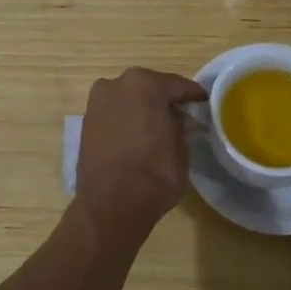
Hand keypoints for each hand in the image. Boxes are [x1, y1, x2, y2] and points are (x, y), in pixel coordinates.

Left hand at [74, 67, 208, 247]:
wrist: (111, 205)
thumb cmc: (154, 173)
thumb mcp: (180, 149)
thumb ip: (181, 127)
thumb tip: (182, 120)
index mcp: (145, 84)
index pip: (176, 85)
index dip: (193, 95)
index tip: (204, 102)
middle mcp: (117, 85)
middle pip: (149, 88)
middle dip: (164, 100)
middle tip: (182, 115)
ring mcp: (98, 103)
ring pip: (129, 100)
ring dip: (143, 109)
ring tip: (158, 128)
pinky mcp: (86, 123)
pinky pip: (114, 115)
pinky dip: (126, 121)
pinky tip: (138, 136)